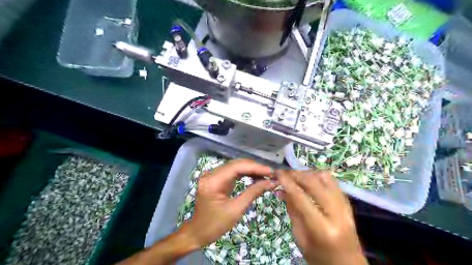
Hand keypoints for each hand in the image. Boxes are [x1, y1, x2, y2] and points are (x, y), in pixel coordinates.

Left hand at [181, 159, 277, 247]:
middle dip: (255, 167)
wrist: (197, 233)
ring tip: (266, 175)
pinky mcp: (216, 179)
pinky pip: (233, 172)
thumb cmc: (215, 225)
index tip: (271, 171)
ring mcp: (213, 175)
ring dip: (251, 170)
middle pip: (236, 164)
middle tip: (271, 173)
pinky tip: (256, 177)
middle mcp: (211, 174)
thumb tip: (270, 183)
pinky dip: (245, 174)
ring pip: (235, 167)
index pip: (237, 167)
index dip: (255, 167)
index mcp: (213, 181)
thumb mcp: (236, 210)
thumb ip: (253, 193)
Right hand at [277, 169, 368, 263]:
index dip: (287, 182)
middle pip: (315, 183)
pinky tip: (309, 183)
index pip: (301, 197)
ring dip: (308, 173)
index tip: (277, 173)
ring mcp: (345, 207)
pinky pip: (333, 183)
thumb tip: (282, 190)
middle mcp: (337, 213)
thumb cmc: (320, 258)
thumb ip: (293, 212)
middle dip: (296, 174)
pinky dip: (318, 178)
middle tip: (284, 173)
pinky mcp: (348, 204)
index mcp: (322, 228)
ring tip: (296, 178)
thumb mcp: (301, 238)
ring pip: (326, 178)